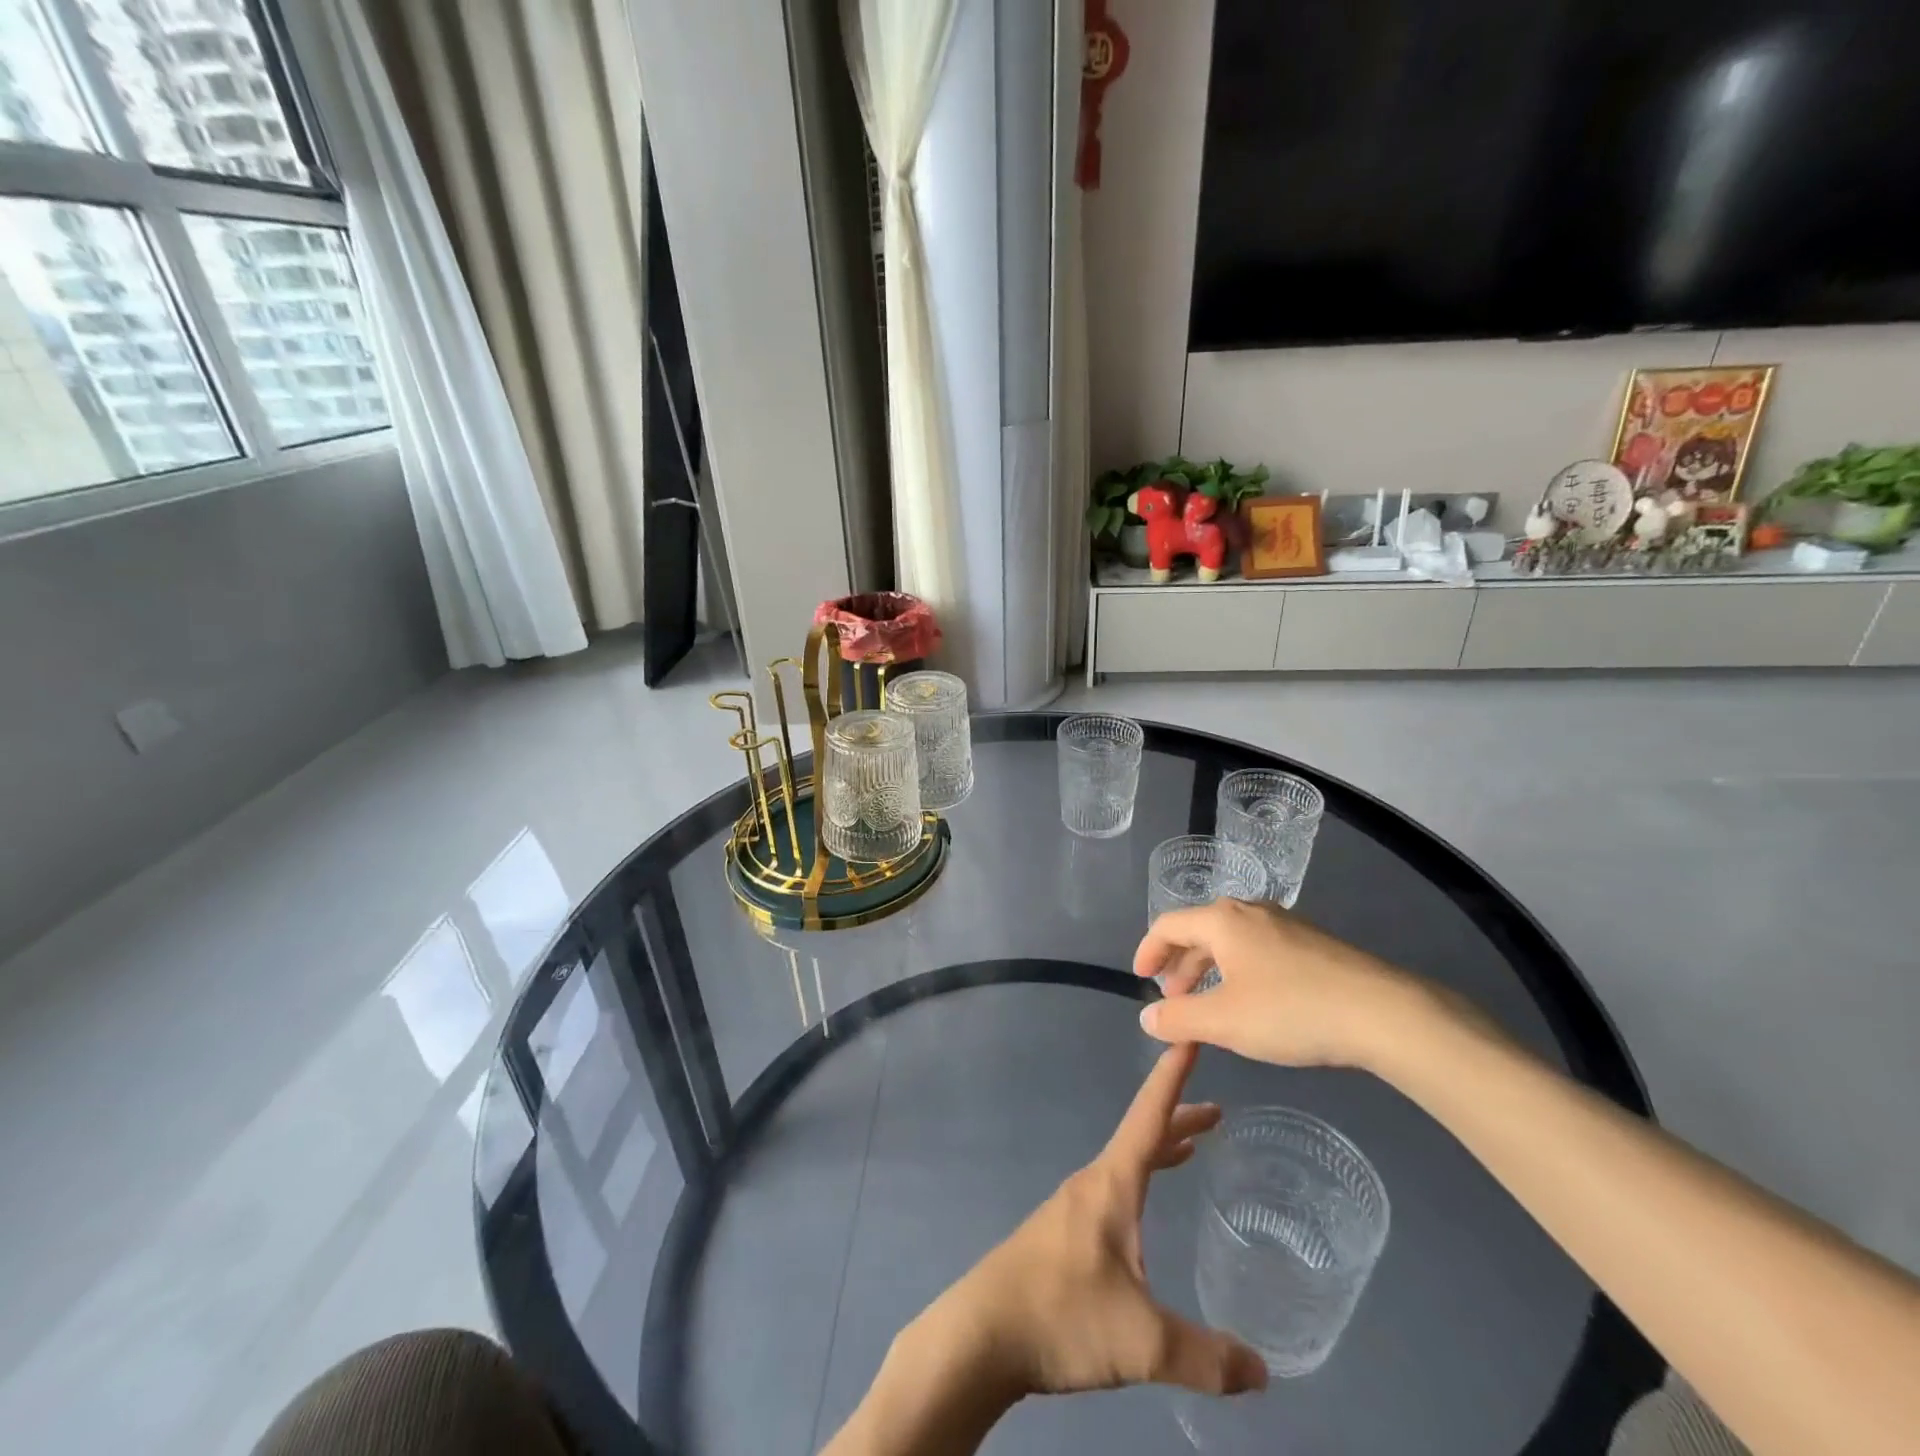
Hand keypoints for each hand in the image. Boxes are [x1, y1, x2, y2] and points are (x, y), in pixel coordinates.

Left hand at [928, 1044, 1267, 1399]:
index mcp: (1111, 1184)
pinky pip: (1113, 1189)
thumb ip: (1206, 1358)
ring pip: (1126, 1163)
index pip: (1149, 1116)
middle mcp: (1092, 1183)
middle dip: (1178, 1117)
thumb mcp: (1143, 1343)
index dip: (1172, 1076)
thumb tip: (1263, 1373)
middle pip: (1141, 1136)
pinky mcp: (1062, 1234)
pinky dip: (1140, 1178)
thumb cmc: (1061, 1316)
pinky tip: (1144, 1213)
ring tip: (1192, 1147)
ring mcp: (1073, 1207)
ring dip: (1159, 1149)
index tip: (1189, 1035)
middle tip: (1218, 1112)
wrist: (982, 1334)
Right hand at [1135, 899, 1441, 1070]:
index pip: (1168, 925)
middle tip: (1173, 999)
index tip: (1141, 979)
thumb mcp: (1224, 1021)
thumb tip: (1147, 1017)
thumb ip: (1178, 1019)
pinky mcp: (1312, 944)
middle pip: (1199, 930)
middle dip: (1180, 965)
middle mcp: (1250, 912)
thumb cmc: (1291, 1010)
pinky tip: (1254, 1003)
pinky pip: (1258, 950)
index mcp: (1222, 920)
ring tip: (1210, 1005)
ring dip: (1210, 970)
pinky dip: (1239, 971)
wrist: (1383, 1012)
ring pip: (1231, 941)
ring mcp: (1285, 925)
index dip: (1148, 950)